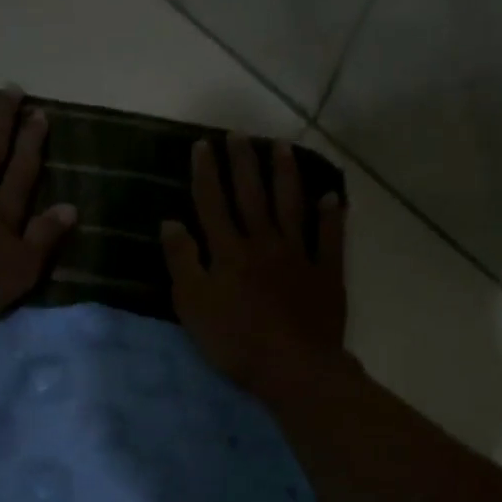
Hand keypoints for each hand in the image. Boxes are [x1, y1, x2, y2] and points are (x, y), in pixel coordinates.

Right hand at [160, 133, 347, 397]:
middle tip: (239, 134)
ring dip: (285, 175)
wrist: (294, 367)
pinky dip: (331, 216)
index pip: (212, 204)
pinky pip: (330, 239)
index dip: (206, 174)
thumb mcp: (193, 305)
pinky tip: (331, 196)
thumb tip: (170, 221)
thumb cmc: (236, 341)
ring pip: (291, 207)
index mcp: (229, 251)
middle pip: (251, 196)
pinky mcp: (327, 274)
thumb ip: (182, 261)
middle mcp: (264, 243)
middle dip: (243, 163)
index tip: (203, 145)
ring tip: (281, 147)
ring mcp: (299, 256)